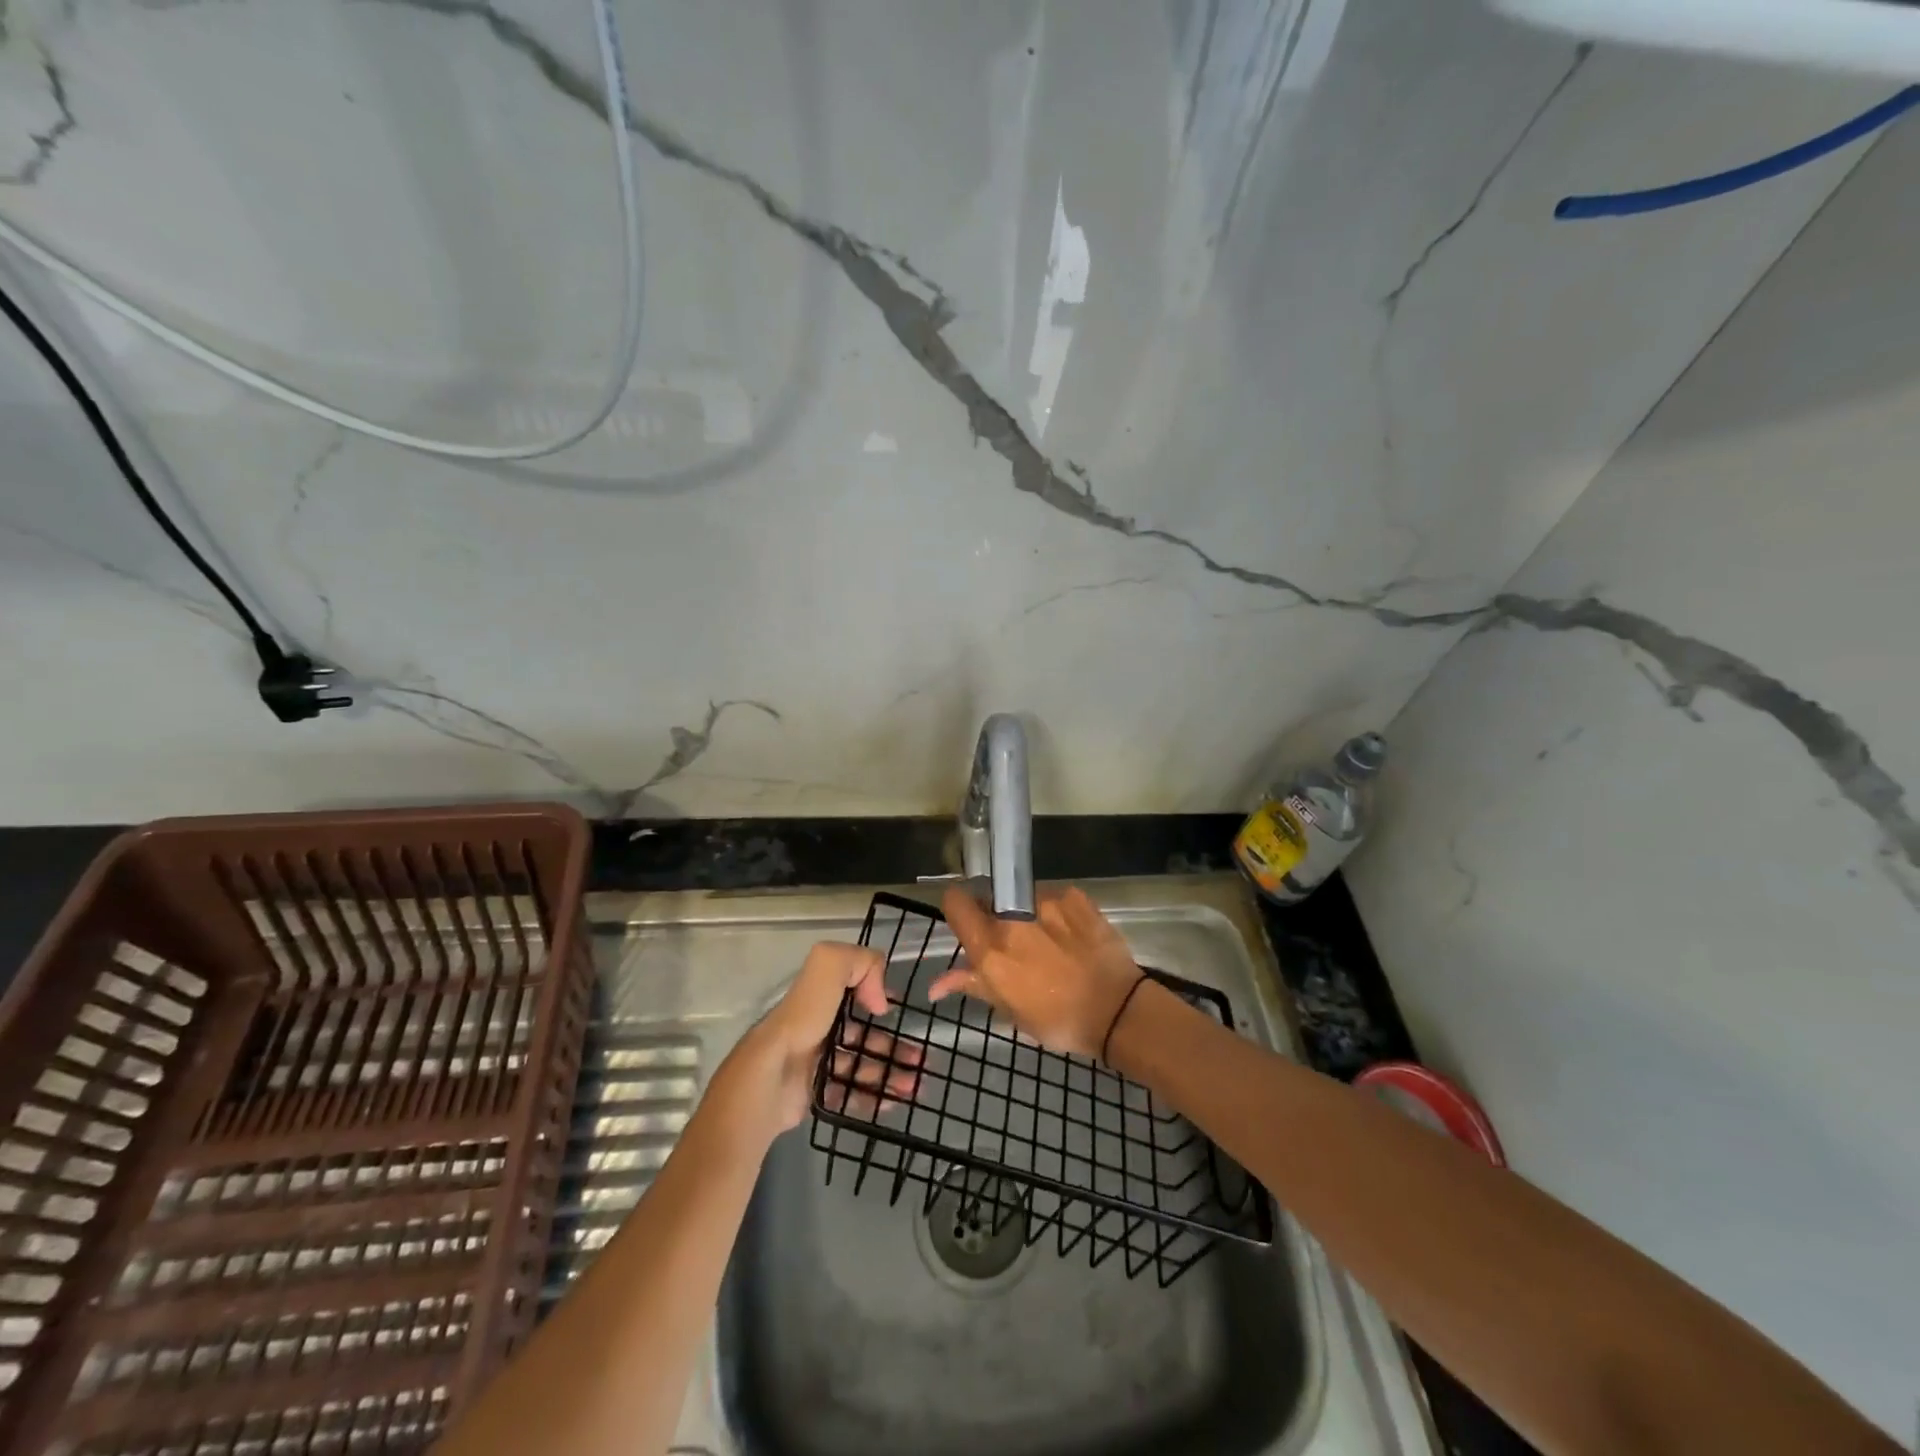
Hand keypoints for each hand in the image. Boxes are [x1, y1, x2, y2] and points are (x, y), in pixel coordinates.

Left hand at [716, 942, 922, 1139]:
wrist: (770, 1079)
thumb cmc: (802, 1020)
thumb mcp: (828, 967)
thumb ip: (859, 962)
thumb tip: (880, 999)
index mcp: (819, 998)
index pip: (853, 992)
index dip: (877, 999)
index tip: (896, 1012)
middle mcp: (816, 1028)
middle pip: (863, 1035)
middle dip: (894, 1045)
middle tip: (922, 1060)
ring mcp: (815, 1064)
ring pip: (862, 1066)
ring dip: (891, 1073)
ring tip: (916, 1085)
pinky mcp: (815, 1095)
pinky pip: (851, 1095)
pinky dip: (875, 1097)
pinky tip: (895, 1102)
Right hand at [933, 886, 1144, 1059]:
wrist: (1118, 1011)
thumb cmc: (1058, 1020)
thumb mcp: (1010, 1010)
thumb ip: (973, 985)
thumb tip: (934, 986)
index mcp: (990, 948)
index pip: (956, 902)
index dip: (959, 908)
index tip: (968, 921)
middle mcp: (1012, 918)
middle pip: (990, 898)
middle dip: (995, 915)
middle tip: (1014, 942)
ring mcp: (1045, 901)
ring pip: (1022, 898)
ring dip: (1027, 913)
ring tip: (1050, 941)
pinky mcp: (1074, 895)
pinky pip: (1054, 898)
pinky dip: (1057, 912)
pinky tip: (1073, 936)